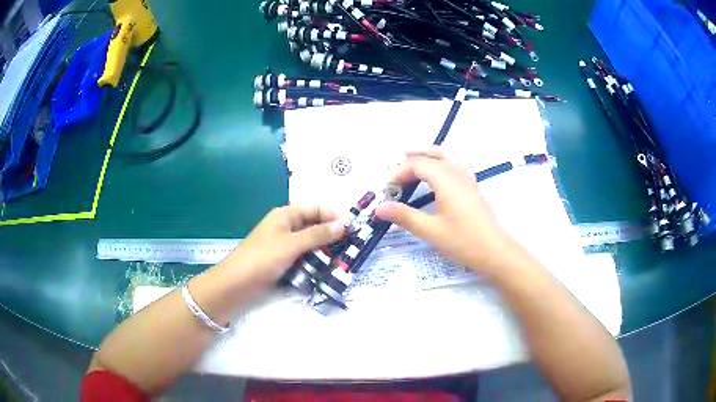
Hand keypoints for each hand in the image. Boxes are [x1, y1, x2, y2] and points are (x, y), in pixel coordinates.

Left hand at [220, 205, 344, 285]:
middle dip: (331, 234)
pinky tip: (326, 268)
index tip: (351, 228)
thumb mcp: (292, 244)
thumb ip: (317, 235)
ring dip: (324, 250)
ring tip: (342, 259)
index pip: (314, 209)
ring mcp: (283, 245)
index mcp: (285, 215)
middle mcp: (285, 227)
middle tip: (350, 246)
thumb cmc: (263, 258)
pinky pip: (303, 257)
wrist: (237, 283)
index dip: (333, 216)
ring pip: (310, 243)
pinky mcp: (282, 261)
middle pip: (313, 225)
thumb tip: (343, 225)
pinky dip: (314, 261)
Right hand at [375, 148, 515, 275]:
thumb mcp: (430, 230)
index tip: (386, 190)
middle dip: (412, 159)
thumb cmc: (462, 240)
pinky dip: (443, 160)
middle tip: (397, 170)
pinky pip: (456, 162)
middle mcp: (457, 172)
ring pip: (447, 154)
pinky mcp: (473, 186)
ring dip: (429, 154)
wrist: (494, 251)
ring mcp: (468, 177)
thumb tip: (379, 208)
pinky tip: (439, 173)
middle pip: (432, 154)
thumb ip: (404, 216)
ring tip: (415, 160)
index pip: (416, 165)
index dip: (398, 174)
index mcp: (445, 178)